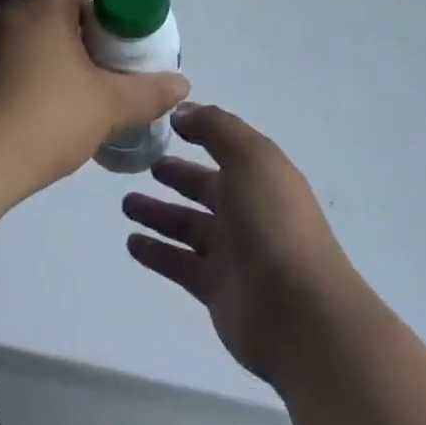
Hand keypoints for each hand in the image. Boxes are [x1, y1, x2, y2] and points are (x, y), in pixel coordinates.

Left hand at [0, 0, 188, 203]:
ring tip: (75, 89)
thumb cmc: (41, 121)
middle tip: (104, 57)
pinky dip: (26, 69)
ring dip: (54, 47)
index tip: (115, 14)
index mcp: (40, 7)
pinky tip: (38, 112)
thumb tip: (182, 85)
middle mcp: (7, 15)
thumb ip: (147, 92)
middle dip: (82, 21)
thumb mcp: (106, 107)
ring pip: (27, 29)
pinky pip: (4, 56)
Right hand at [123, 105, 354, 386]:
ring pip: (187, 225)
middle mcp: (247, 208)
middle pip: (204, 186)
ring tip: (126, 203)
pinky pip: (179, 263)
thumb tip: (183, 112)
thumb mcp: (248, 157)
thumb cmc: (273, 220)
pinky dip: (157, 252)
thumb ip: (215, 128)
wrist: (299, 312)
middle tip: (143, 164)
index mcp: (260, 173)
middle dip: (176, 175)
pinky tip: (131, 242)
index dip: (200, 132)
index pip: (225, 146)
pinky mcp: (216, 288)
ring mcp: (232, 251)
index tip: (165, 123)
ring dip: (159, 213)